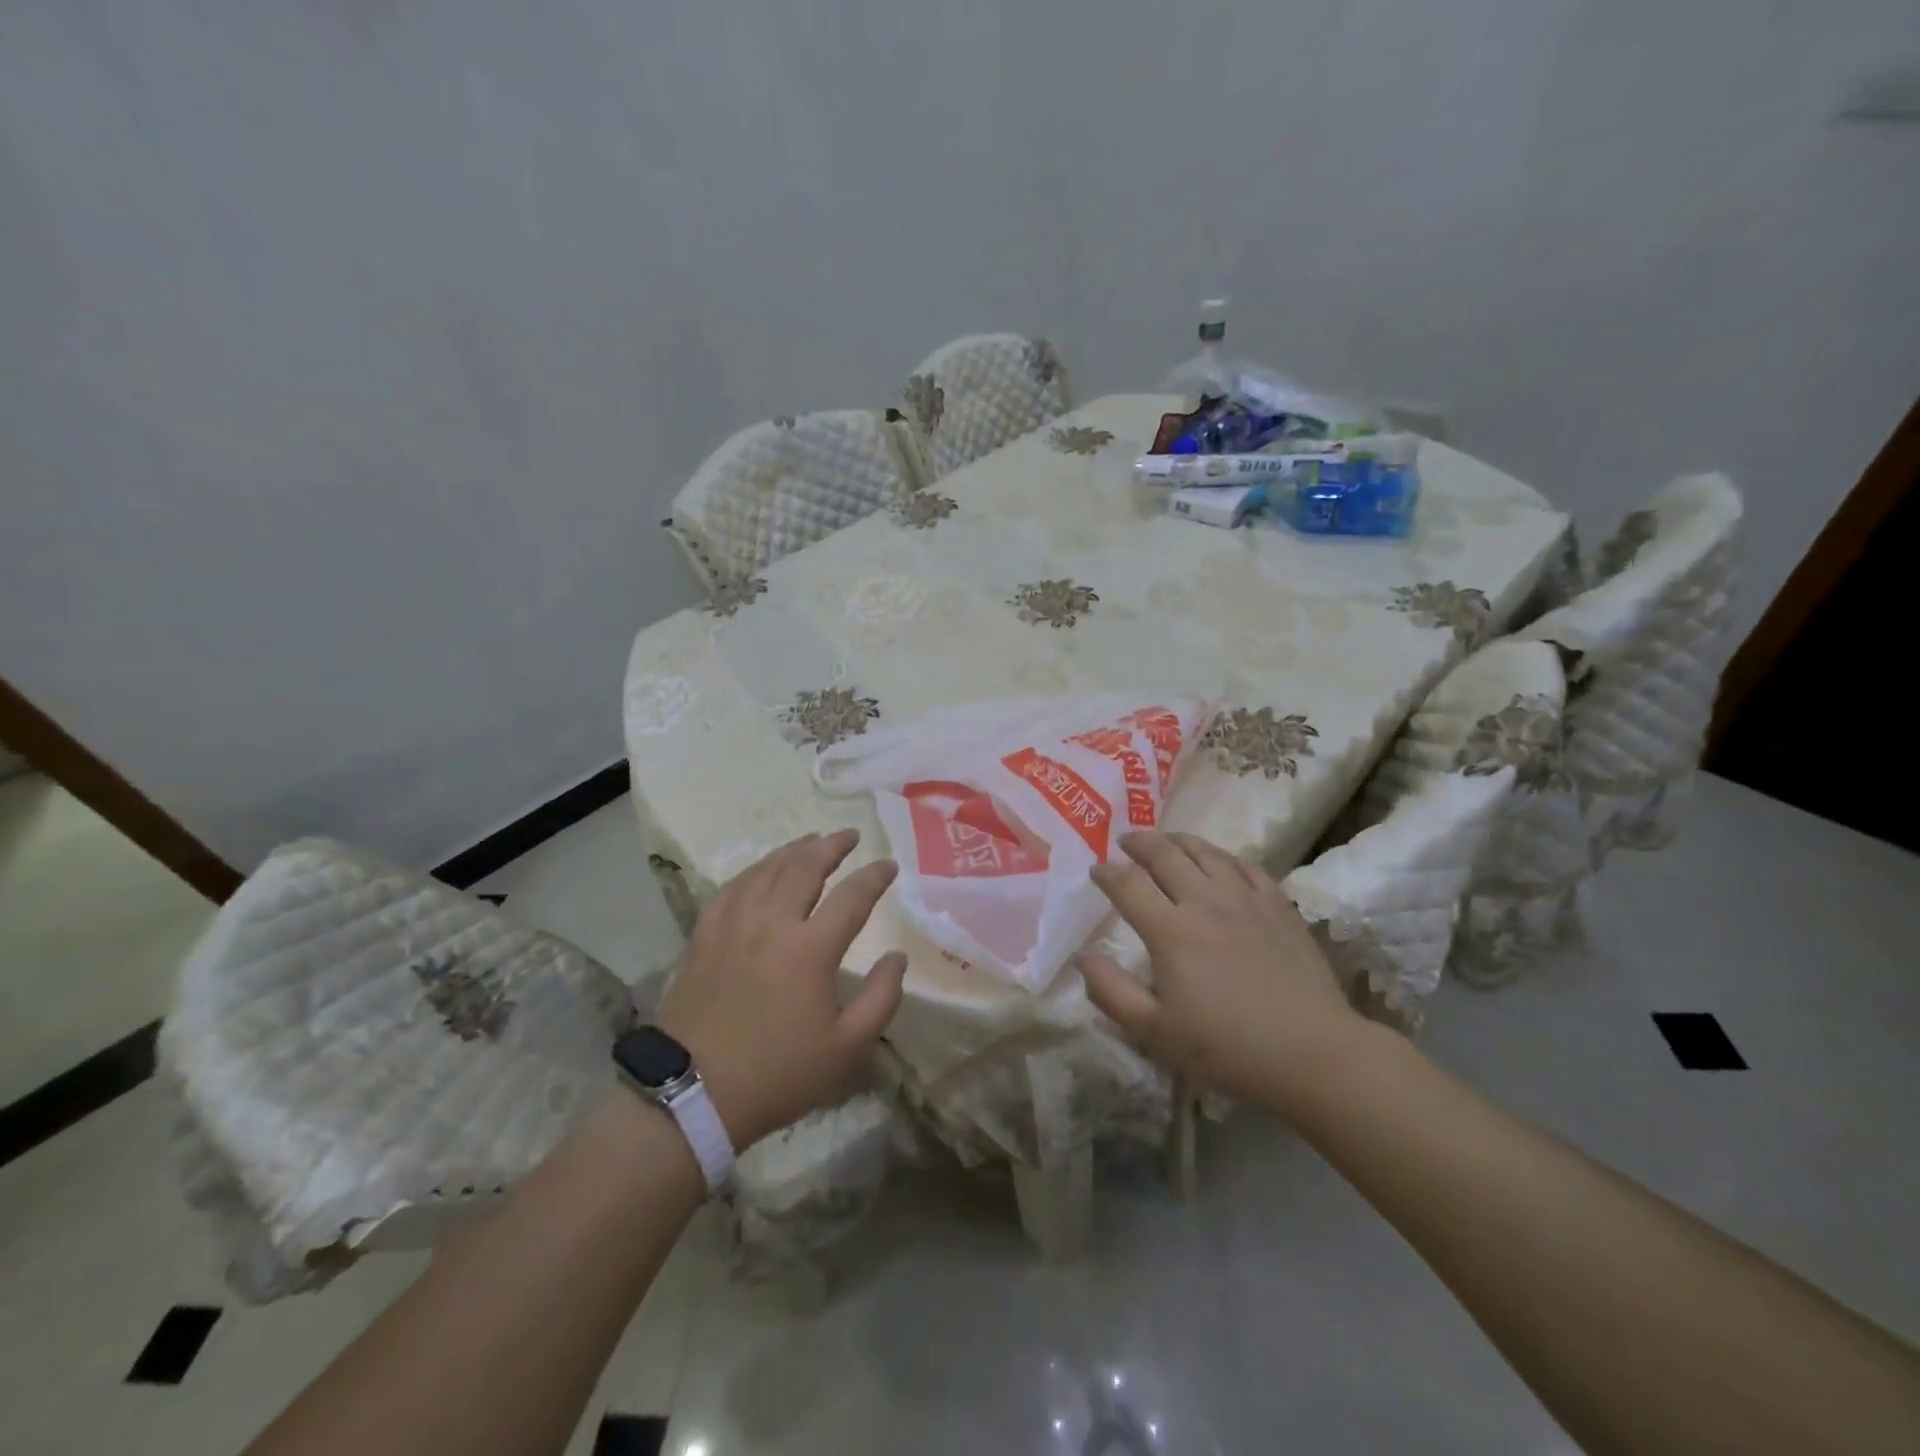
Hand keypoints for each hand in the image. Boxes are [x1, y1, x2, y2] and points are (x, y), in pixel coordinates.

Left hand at [656, 829, 905, 1148]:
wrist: (693, 1093)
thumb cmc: (778, 1073)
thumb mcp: (846, 1049)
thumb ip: (881, 999)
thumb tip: (897, 957)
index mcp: (811, 949)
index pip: (852, 896)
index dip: (874, 876)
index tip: (889, 864)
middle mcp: (772, 923)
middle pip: (805, 867)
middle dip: (832, 846)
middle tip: (849, 834)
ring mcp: (733, 925)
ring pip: (767, 870)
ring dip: (794, 850)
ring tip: (811, 839)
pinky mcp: (704, 935)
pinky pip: (732, 887)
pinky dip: (754, 870)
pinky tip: (762, 868)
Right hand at [1078, 831, 1366, 1112]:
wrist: (1313, 1053)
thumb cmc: (1227, 1048)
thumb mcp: (1155, 1033)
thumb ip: (1111, 992)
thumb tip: (1082, 957)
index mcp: (1170, 931)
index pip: (1127, 884)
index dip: (1106, 872)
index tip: (1095, 870)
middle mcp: (1204, 901)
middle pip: (1164, 855)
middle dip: (1138, 843)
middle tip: (1125, 842)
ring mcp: (1245, 898)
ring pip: (1204, 851)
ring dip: (1177, 840)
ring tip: (1164, 841)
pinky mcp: (1278, 904)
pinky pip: (1244, 865)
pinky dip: (1221, 856)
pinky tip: (1217, 861)